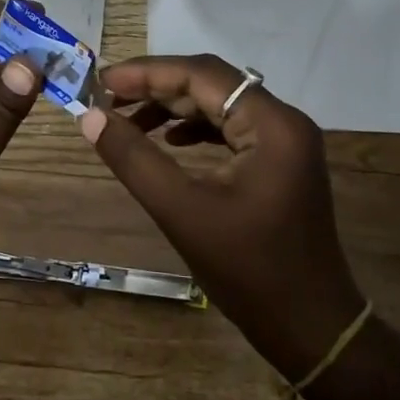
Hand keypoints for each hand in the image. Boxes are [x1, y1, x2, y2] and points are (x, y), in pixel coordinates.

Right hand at [81, 56, 365, 381]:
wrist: (309, 326)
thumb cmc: (247, 270)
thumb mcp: (181, 211)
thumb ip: (134, 158)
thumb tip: (90, 117)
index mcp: (272, 125)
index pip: (202, 75)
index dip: (147, 72)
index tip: (101, 80)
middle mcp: (284, 122)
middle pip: (212, 84)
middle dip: (157, 87)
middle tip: (106, 97)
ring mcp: (286, 142)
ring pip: (220, 105)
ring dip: (173, 108)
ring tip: (127, 119)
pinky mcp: (280, 162)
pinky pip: (231, 128)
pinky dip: (195, 129)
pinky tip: (167, 140)